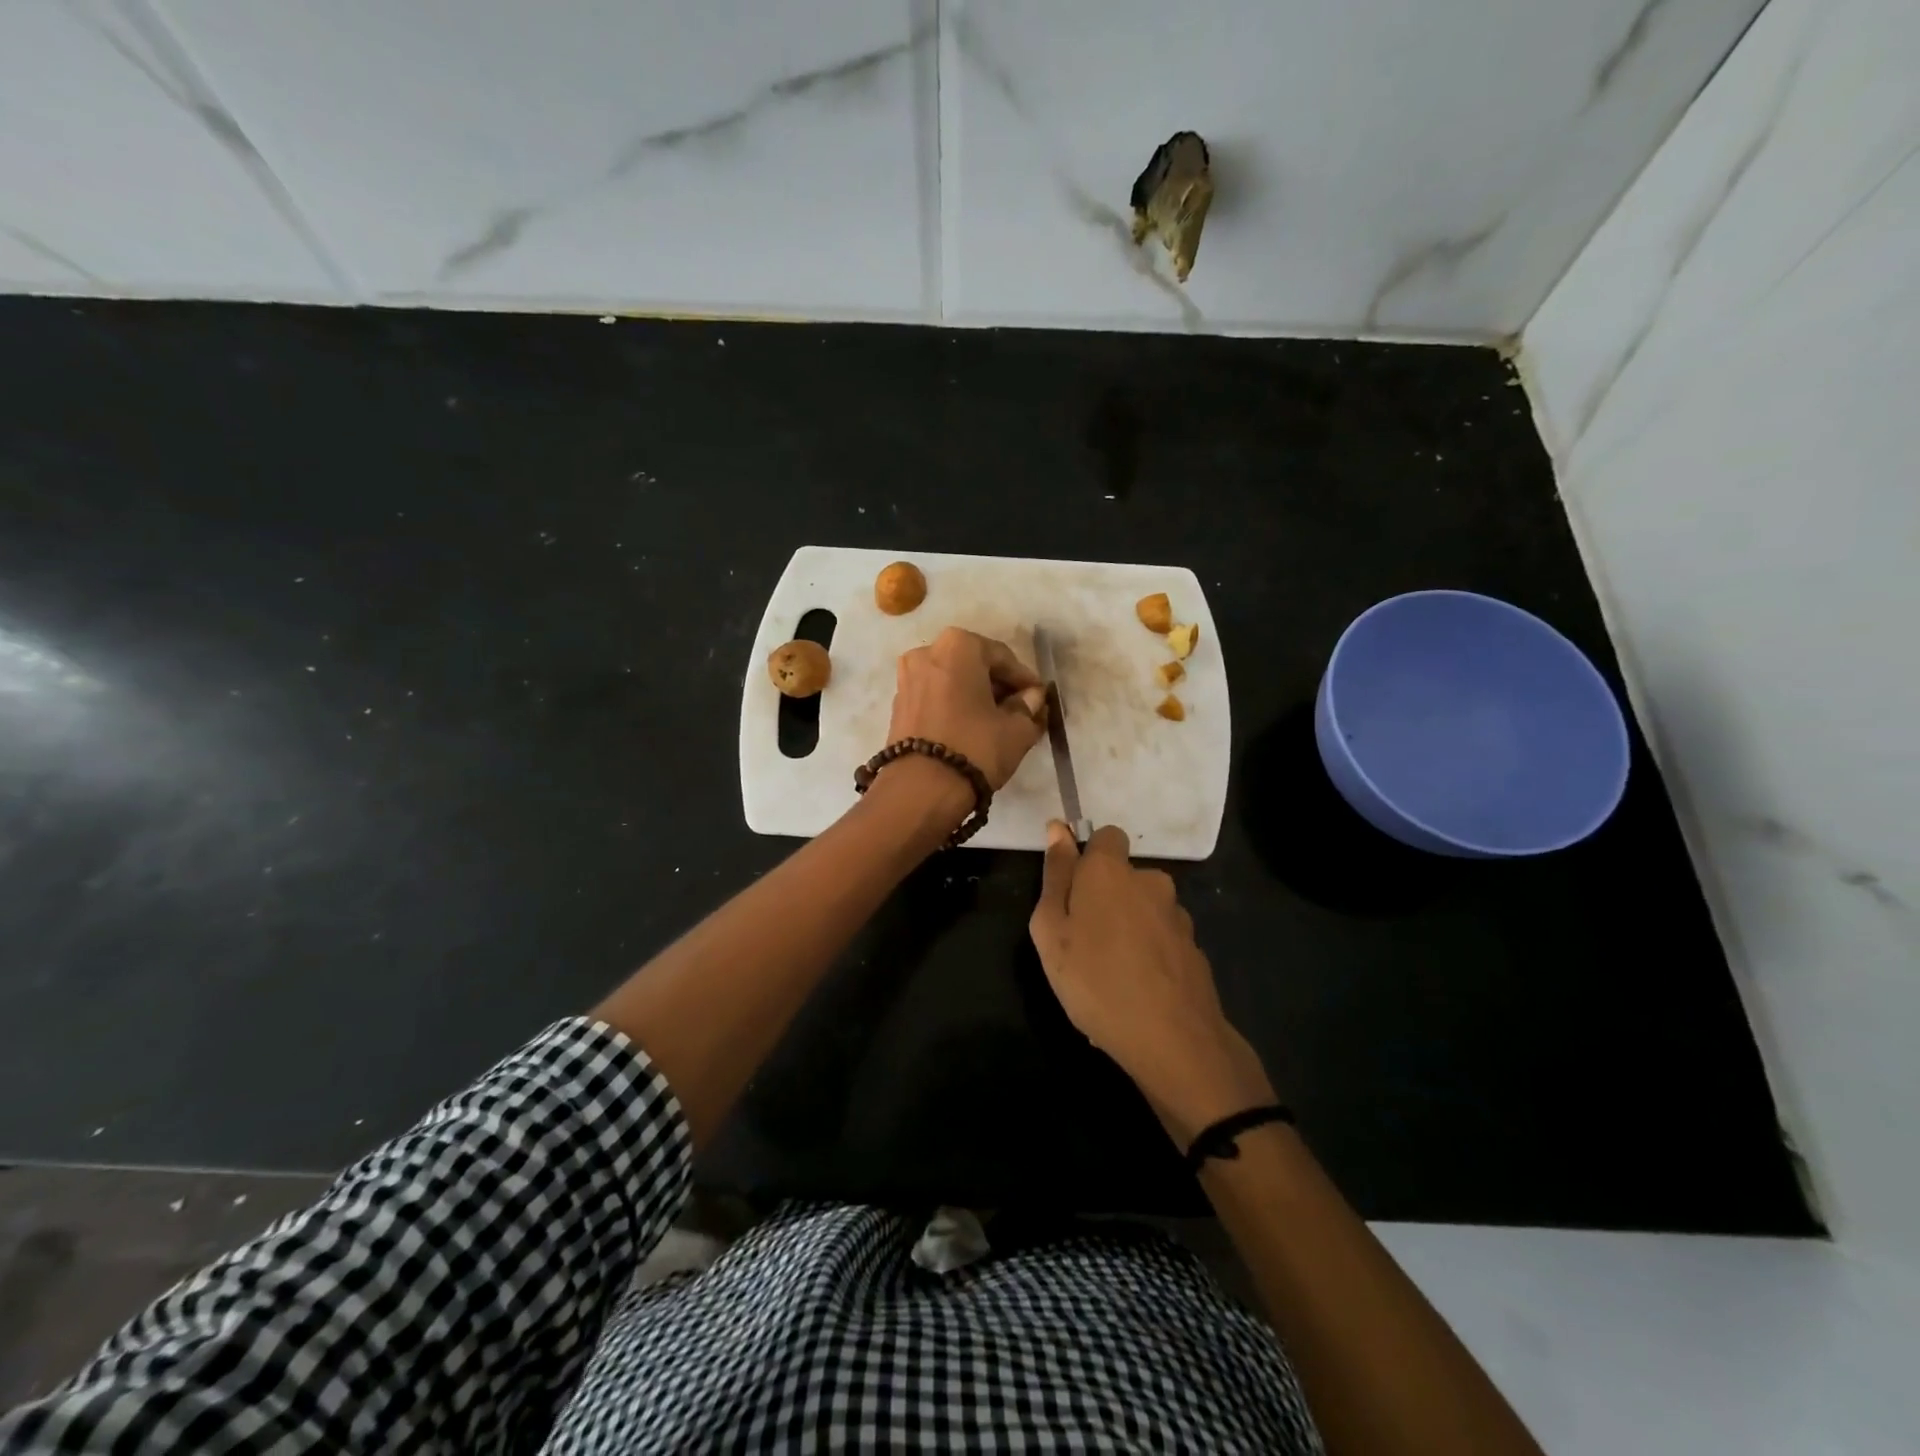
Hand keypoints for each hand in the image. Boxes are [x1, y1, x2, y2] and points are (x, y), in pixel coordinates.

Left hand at [885, 628, 1048, 791]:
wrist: (920, 789)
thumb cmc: (975, 747)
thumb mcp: (1016, 729)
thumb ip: (1029, 707)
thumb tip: (1032, 698)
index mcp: (958, 646)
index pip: (1003, 657)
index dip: (1025, 680)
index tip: (1039, 698)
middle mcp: (927, 652)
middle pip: (974, 666)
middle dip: (998, 687)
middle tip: (1020, 710)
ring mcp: (907, 678)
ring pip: (953, 682)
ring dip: (975, 697)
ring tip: (997, 722)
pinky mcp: (897, 705)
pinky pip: (935, 697)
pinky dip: (954, 706)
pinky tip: (970, 728)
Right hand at [1029, 822, 1275, 1145]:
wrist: (1173, 1041)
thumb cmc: (1095, 980)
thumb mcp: (1052, 930)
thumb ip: (1055, 876)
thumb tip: (1057, 828)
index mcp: (1110, 871)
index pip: (1107, 836)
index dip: (1089, 858)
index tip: (1073, 891)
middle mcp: (1150, 882)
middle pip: (1124, 878)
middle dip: (1106, 900)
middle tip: (1082, 944)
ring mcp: (1177, 917)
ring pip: (1143, 912)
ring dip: (1127, 931)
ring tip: (1108, 977)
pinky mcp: (1194, 949)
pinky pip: (1160, 943)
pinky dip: (1147, 958)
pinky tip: (1135, 994)